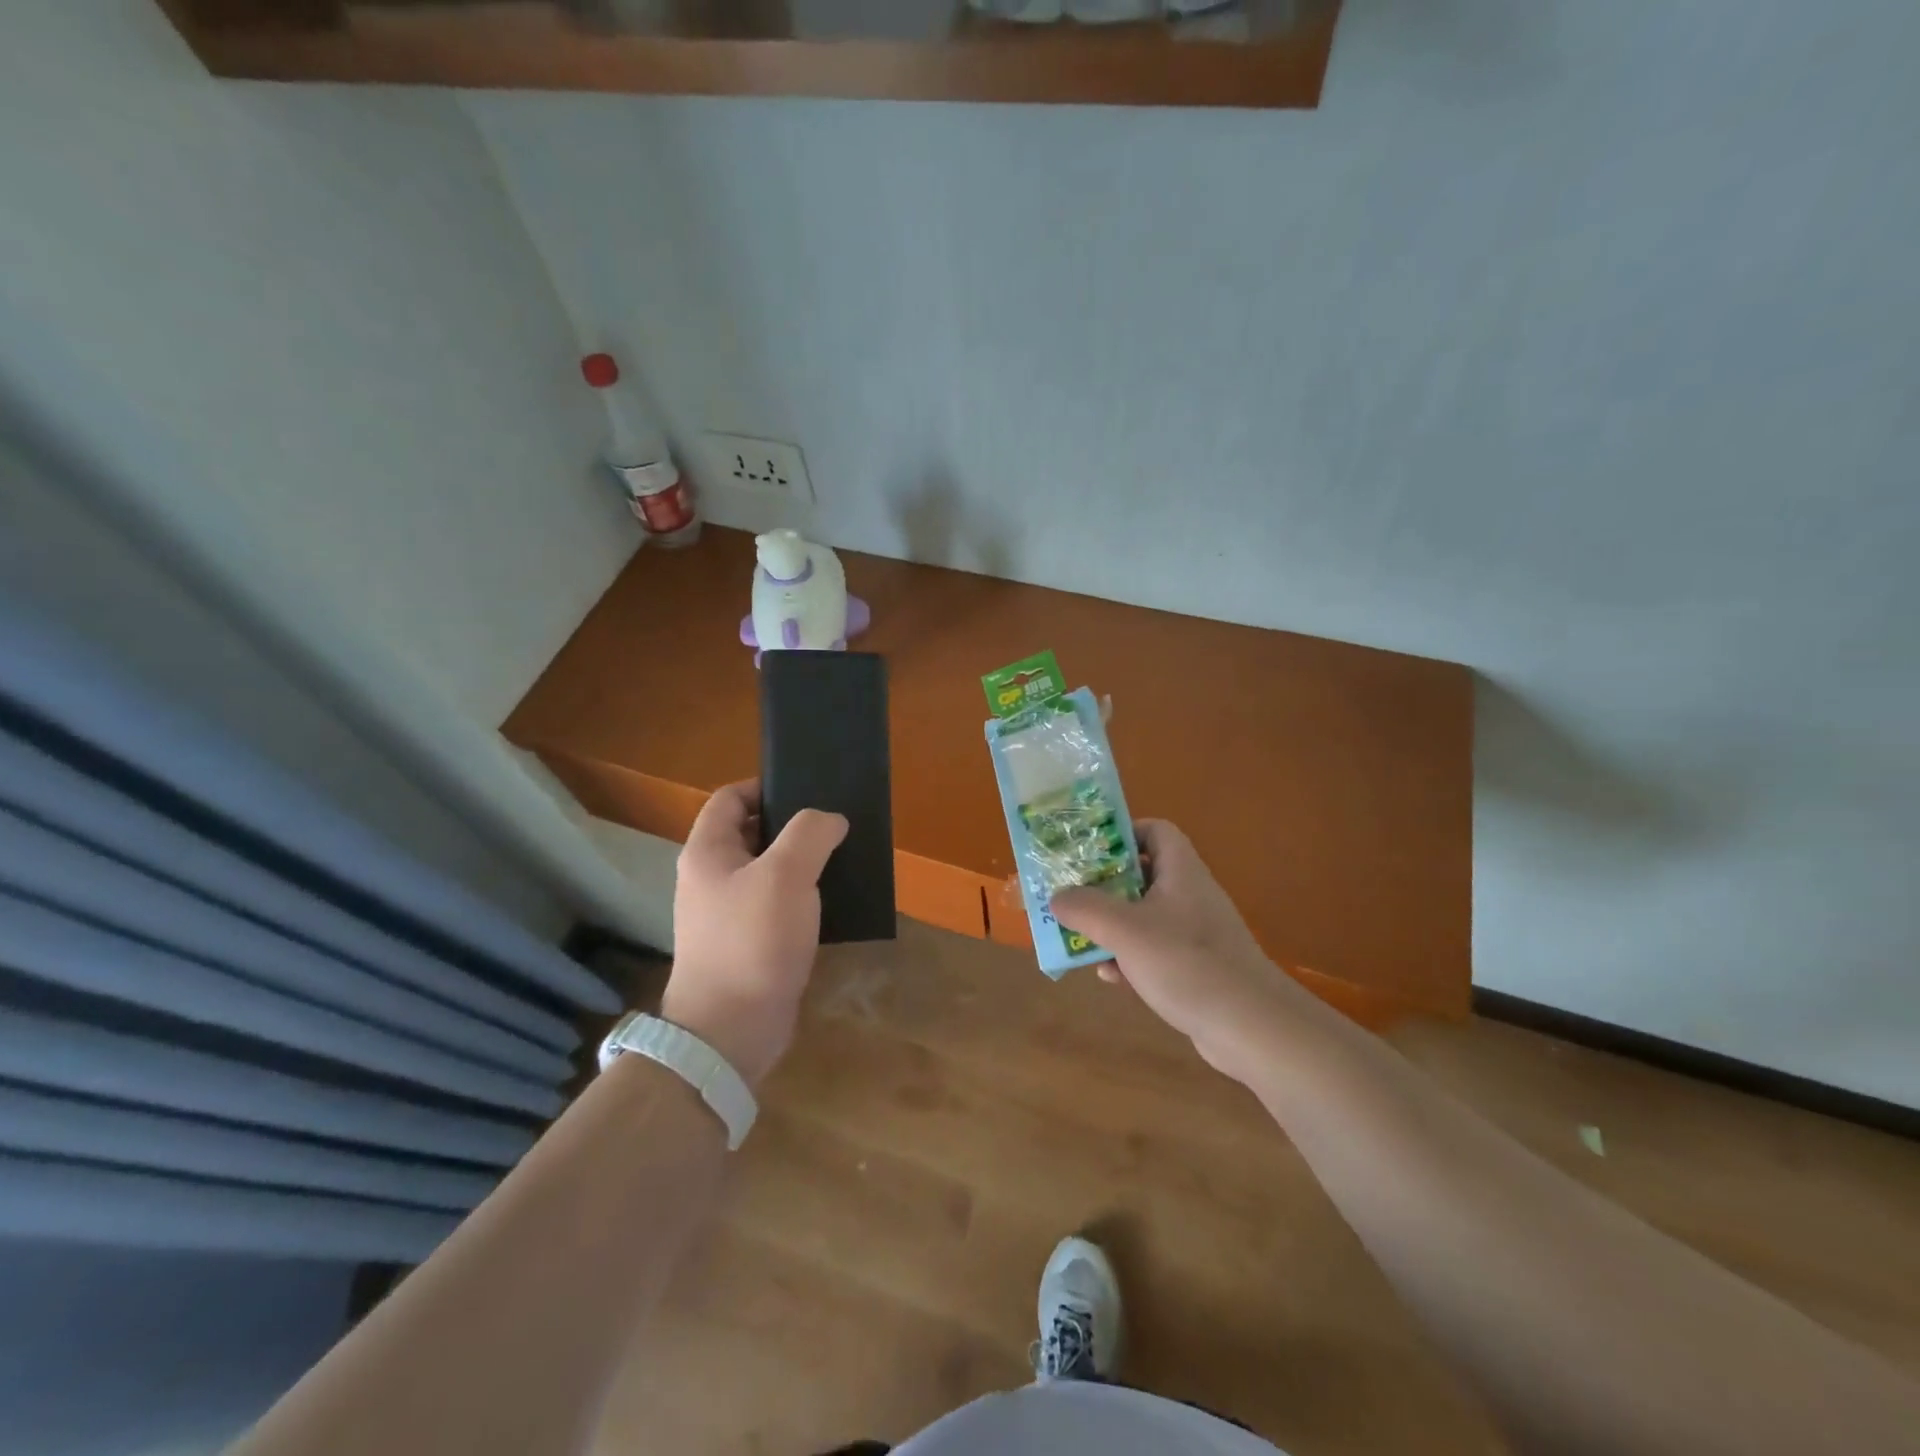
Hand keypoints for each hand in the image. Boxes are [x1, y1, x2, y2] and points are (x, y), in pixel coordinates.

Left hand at [661, 781, 847, 1088]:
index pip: (730, 798)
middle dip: (793, 826)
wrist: (731, 1031)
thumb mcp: (786, 874)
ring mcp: (728, 914)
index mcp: (708, 852)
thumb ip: (810, 833)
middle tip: (835, 824)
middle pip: (752, 833)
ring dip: (803, 863)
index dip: (765, 786)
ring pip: (769, 872)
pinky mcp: (749, 945)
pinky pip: (778, 906)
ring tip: (843, 858)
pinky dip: (804, 898)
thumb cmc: (752, 941)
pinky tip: (835, 901)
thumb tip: (831, 819)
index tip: (808, 790)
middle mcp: (712, 878)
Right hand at [1050, 821, 1305, 1075]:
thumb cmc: (1186, 963)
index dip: (1123, 833)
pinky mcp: (1196, 966)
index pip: (1155, 830)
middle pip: (1142, 875)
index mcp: (1180, 871)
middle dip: (1104, 886)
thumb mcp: (1125, 930)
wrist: (1251, 1026)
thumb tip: (1057, 897)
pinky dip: (1130, 958)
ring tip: (1081, 939)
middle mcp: (1189, 894)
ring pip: (1144, 916)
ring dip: (1112, 926)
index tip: (1089, 851)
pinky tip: (1112, 977)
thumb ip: (1086, 908)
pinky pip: (1154, 950)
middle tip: (1072, 896)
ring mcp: (1195, 932)